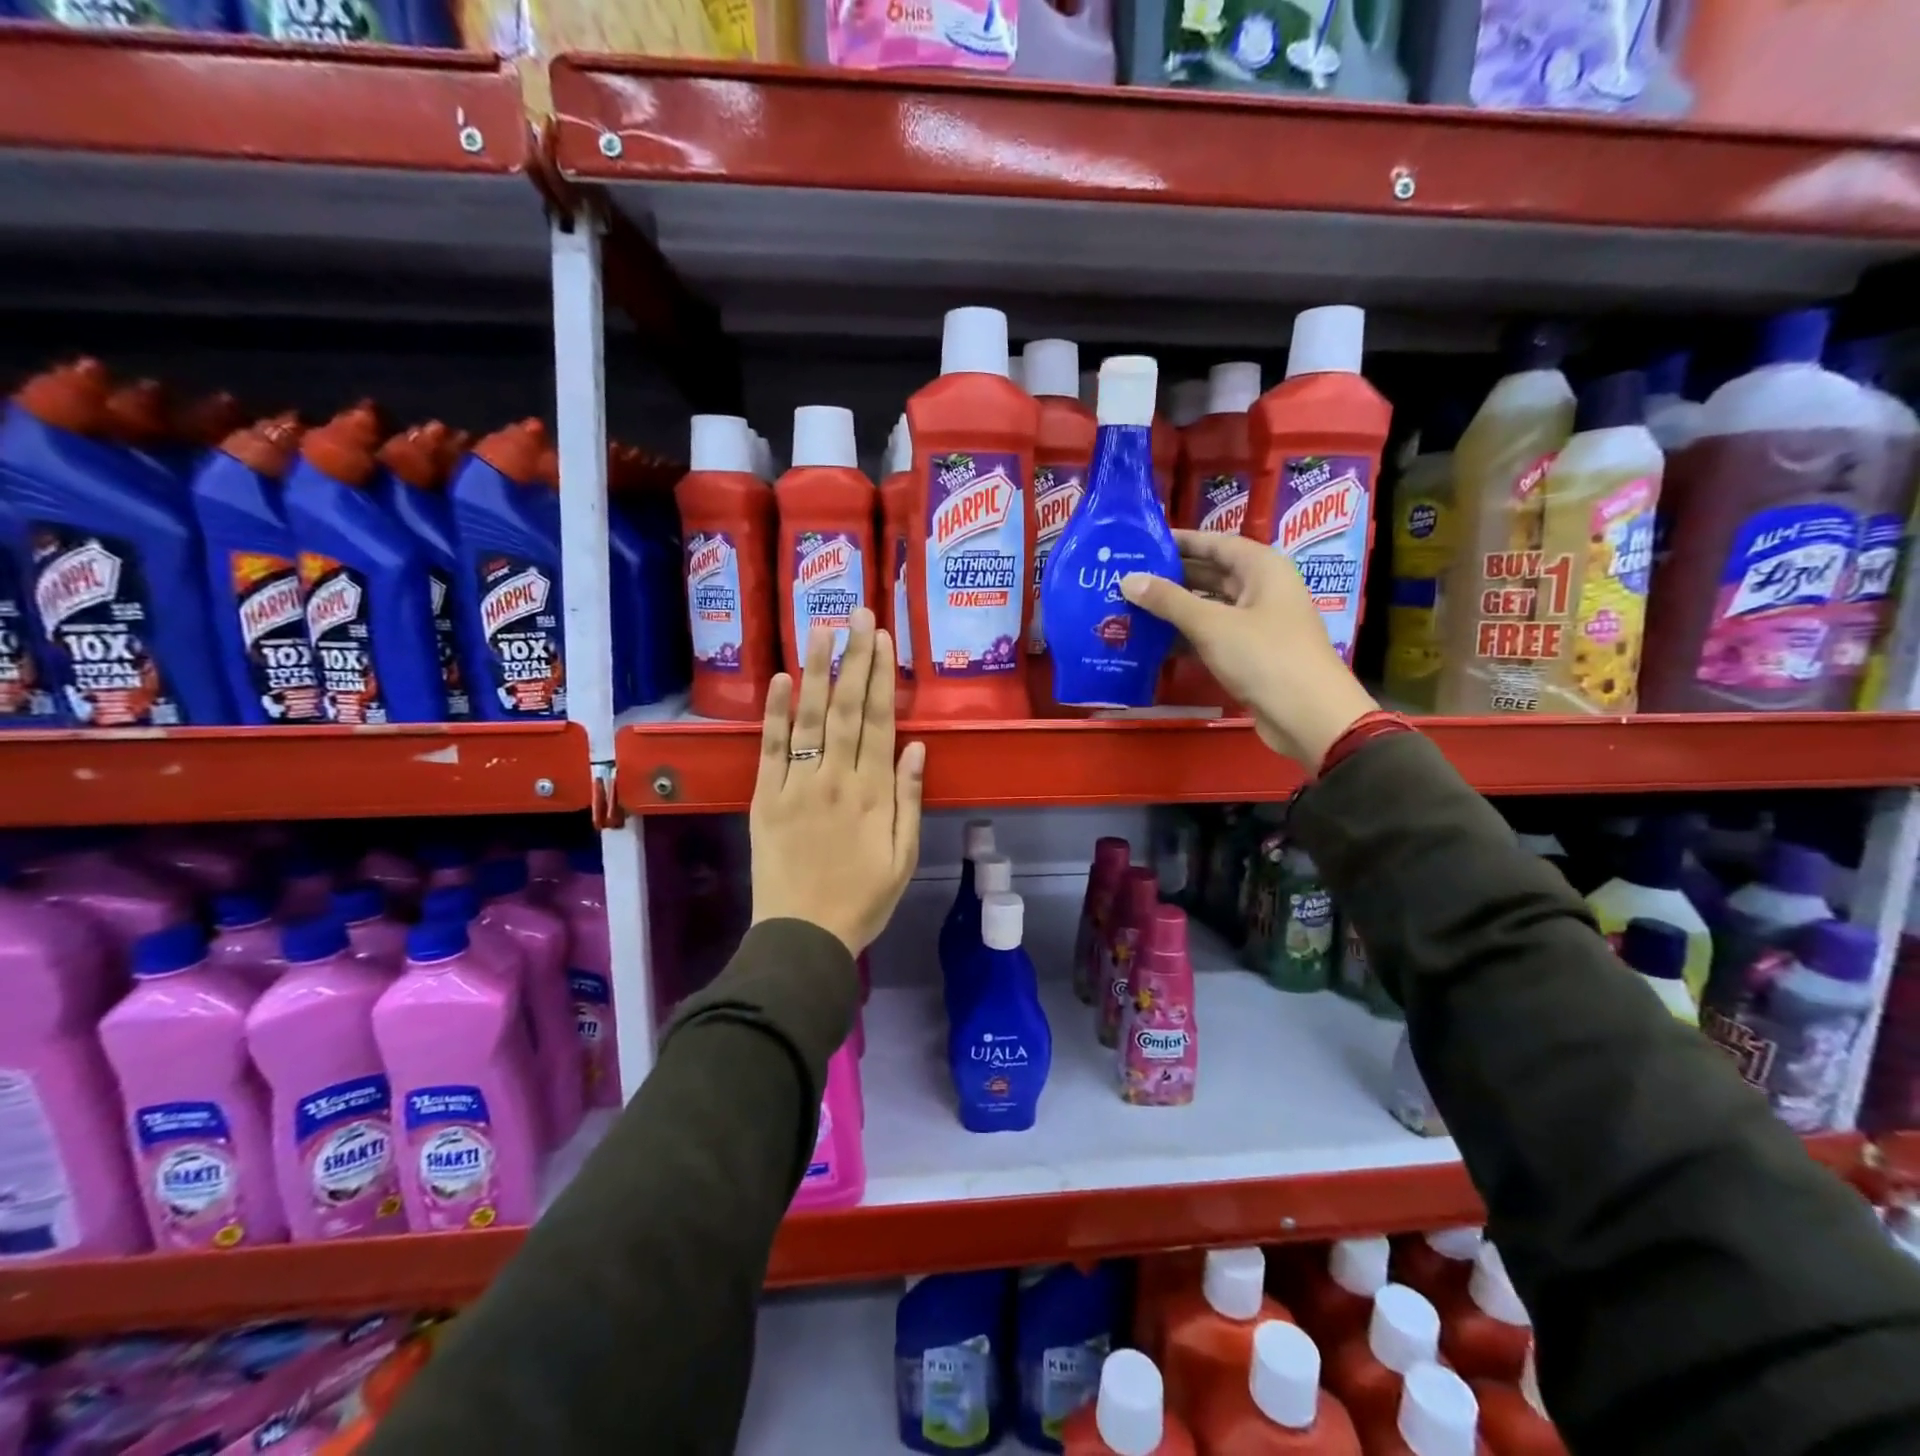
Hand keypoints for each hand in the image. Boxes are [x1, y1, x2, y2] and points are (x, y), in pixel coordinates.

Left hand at [750, 607, 925, 955]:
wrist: (804, 936)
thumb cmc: (863, 900)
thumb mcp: (904, 857)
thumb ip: (911, 800)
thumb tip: (918, 747)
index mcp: (874, 793)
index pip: (880, 722)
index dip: (882, 677)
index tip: (882, 638)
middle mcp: (837, 779)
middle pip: (847, 709)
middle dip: (853, 658)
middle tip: (855, 613)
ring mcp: (798, 786)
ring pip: (809, 718)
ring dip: (816, 671)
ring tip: (820, 628)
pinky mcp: (766, 798)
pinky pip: (771, 749)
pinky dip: (775, 713)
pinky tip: (779, 679)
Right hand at [1120, 530, 1377, 766]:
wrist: (1308, 716)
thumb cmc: (1264, 657)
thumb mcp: (1212, 625)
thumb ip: (1168, 601)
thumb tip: (1128, 580)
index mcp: (1262, 568)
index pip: (1215, 543)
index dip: (1180, 541)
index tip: (1142, 543)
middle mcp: (1261, 589)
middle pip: (1210, 574)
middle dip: (1171, 577)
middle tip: (1127, 577)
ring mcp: (1256, 623)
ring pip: (1209, 606)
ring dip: (1174, 609)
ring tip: (1130, 607)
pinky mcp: (1249, 653)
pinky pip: (1211, 635)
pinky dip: (1185, 636)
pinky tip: (1152, 641)